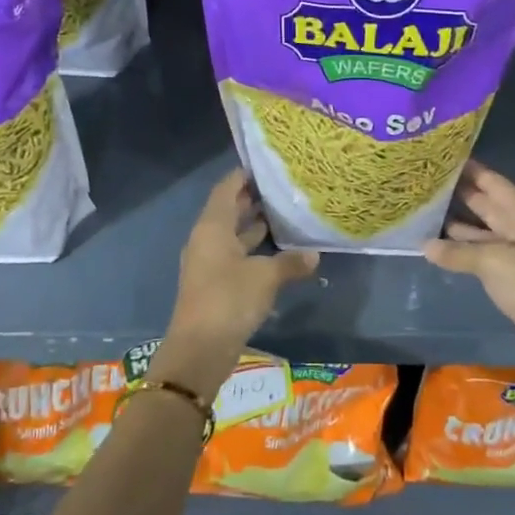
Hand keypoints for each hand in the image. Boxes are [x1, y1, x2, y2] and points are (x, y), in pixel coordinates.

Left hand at [157, 169, 319, 397]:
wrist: (200, 349)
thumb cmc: (230, 300)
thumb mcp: (266, 277)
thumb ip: (291, 262)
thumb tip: (315, 255)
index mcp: (212, 227)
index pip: (226, 188)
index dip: (244, 175)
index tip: (268, 165)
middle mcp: (206, 239)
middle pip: (229, 210)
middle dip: (253, 199)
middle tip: (283, 187)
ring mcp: (209, 262)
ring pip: (233, 234)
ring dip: (254, 225)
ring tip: (285, 213)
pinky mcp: (215, 283)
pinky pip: (235, 255)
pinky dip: (253, 249)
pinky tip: (278, 250)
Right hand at [423, 162, 514, 360]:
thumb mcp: (492, 262)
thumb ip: (457, 252)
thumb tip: (425, 246)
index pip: (496, 184)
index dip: (474, 171)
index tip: (448, 158)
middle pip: (490, 206)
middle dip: (463, 195)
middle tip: (431, 183)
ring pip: (485, 231)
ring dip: (460, 224)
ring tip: (429, 213)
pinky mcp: (513, 276)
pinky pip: (485, 254)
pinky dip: (465, 249)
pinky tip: (442, 247)